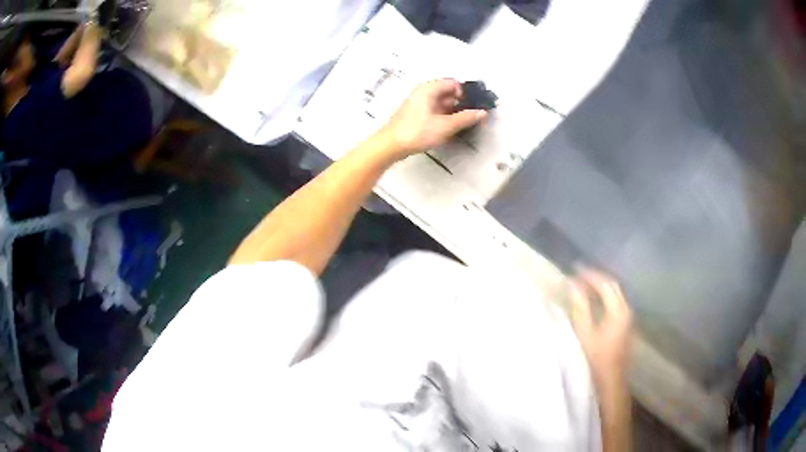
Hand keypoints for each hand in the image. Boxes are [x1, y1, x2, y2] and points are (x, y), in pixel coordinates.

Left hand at [378, 79, 487, 159]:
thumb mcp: (445, 126)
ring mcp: (419, 104)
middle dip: (461, 104)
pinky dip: (444, 118)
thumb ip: (465, 118)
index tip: (473, 106)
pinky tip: (450, 129)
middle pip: (448, 93)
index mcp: (429, 89)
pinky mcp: (416, 115)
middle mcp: (423, 93)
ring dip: (454, 112)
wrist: (390, 145)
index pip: (453, 83)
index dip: (465, 93)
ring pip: (442, 103)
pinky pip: (435, 111)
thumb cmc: (416, 132)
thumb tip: (482, 113)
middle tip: (472, 117)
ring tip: (464, 125)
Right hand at [569, 270, 632, 389]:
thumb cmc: (596, 359)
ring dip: (601, 288)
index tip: (575, 270)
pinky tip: (594, 303)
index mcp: (618, 311)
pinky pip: (616, 303)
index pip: (606, 284)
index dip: (591, 276)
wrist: (610, 381)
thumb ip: (580, 308)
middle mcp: (627, 310)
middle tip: (579, 276)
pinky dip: (605, 298)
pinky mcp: (626, 325)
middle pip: (614, 287)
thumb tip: (573, 285)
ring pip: (616, 294)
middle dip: (597, 279)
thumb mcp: (585, 334)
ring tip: (584, 287)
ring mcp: (628, 318)